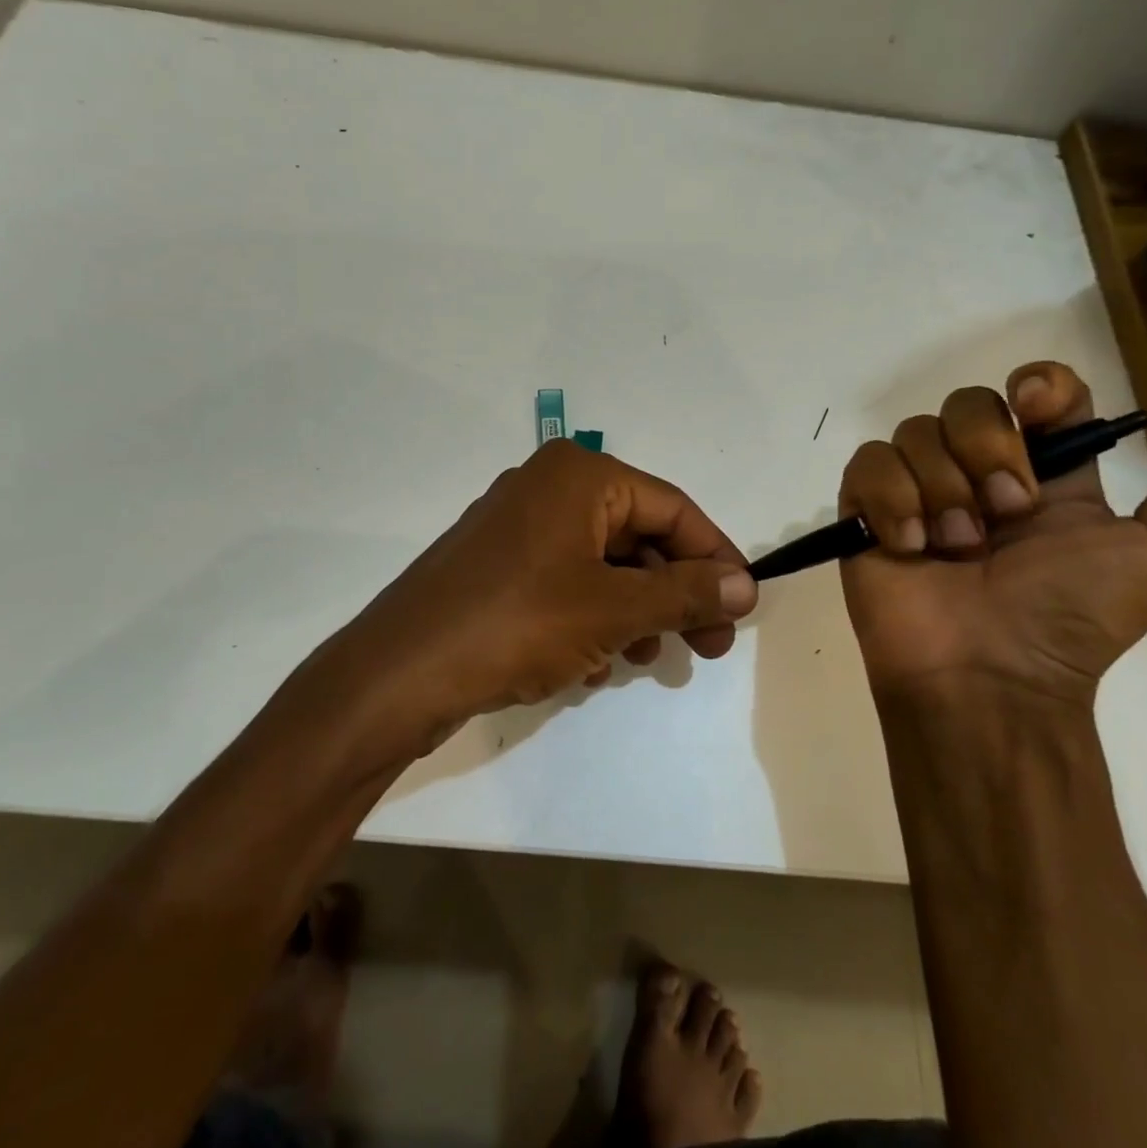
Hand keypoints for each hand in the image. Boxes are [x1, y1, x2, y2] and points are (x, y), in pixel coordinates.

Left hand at [305, 440, 758, 752]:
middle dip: (675, 593)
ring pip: (603, 564)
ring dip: (635, 612)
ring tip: (646, 660)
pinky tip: (593, 665)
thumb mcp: (613, 610)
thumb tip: (745, 586)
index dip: (715, 557)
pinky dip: (592, 618)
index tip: (743, 607)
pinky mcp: (498, 567)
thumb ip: (685, 593)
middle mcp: (548, 488)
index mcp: (579, 475)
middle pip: (638, 535)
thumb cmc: (517, 623)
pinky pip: (566, 583)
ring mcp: (518, 527)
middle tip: (708, 647)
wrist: (401, 672)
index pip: (672, 508)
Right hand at [838, 362, 1146, 706]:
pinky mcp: (866, 510)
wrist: (986, 675)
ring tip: (952, 547)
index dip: (1038, 385)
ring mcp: (918, 490)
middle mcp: (977, 473)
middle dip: (987, 451)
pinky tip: (909, 544)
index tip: (1036, 409)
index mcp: (1045, 476)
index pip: (1038, 393)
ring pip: (915, 431)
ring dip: (941, 489)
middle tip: (1002, 516)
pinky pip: (868, 464)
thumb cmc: (1070, 616)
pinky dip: (891, 500)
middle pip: (968, 403)